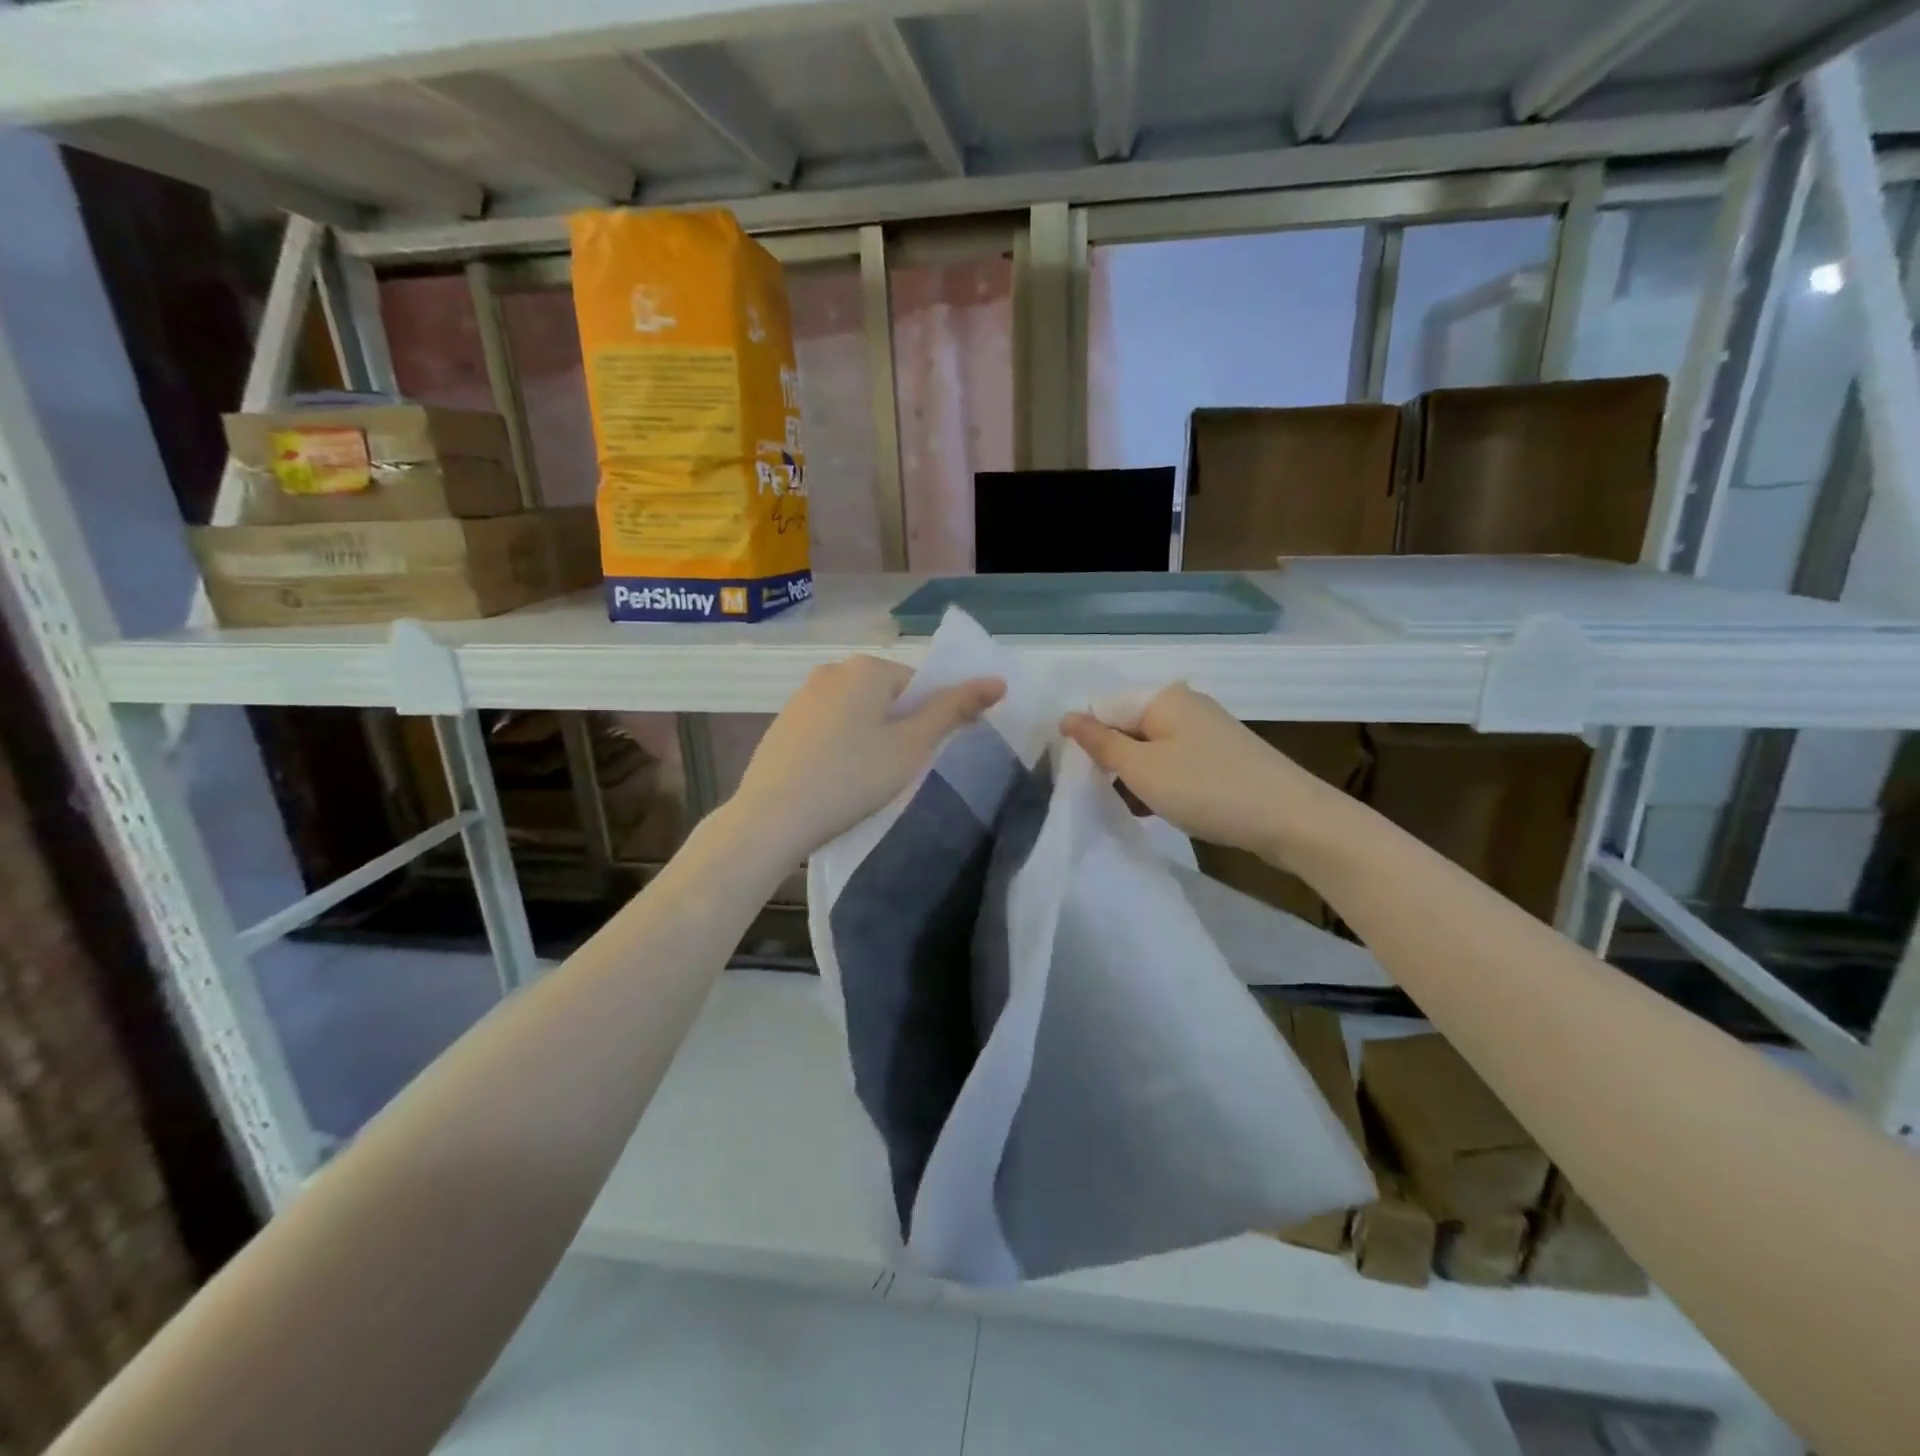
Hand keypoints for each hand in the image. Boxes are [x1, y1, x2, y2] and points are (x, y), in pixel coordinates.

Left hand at [732, 655, 1004, 864]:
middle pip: (885, 696)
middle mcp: (832, 670)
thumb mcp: (912, 745)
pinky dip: (838, 747)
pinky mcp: (782, 724)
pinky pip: (827, 728)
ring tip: (862, 780)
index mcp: (867, 668)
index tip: (917, 757)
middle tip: (893, 771)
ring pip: (855, 712)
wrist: (773, 817)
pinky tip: (833, 780)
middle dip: (896, 728)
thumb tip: (997, 681)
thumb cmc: (853, 777)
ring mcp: (802, 697)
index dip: (926, 721)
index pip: (917, 685)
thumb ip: (954, 710)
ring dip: (868, 738)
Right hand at [1060, 685, 1340, 862]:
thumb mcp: (1143, 769)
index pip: (1105, 709)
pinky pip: (1175, 764)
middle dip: (1112, 762)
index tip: (1080, 779)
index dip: (1087, 743)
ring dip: (1136, 778)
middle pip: (1129, 729)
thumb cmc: (1207, 789)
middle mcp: (1185, 706)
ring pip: (1151, 750)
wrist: (1292, 820)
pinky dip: (1161, 784)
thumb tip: (1066, 717)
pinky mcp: (1222, 758)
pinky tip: (1158, 810)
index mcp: (1164, 697)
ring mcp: (1207, 732)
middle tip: (1101, 797)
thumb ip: (1101, 743)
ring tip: (1131, 808)